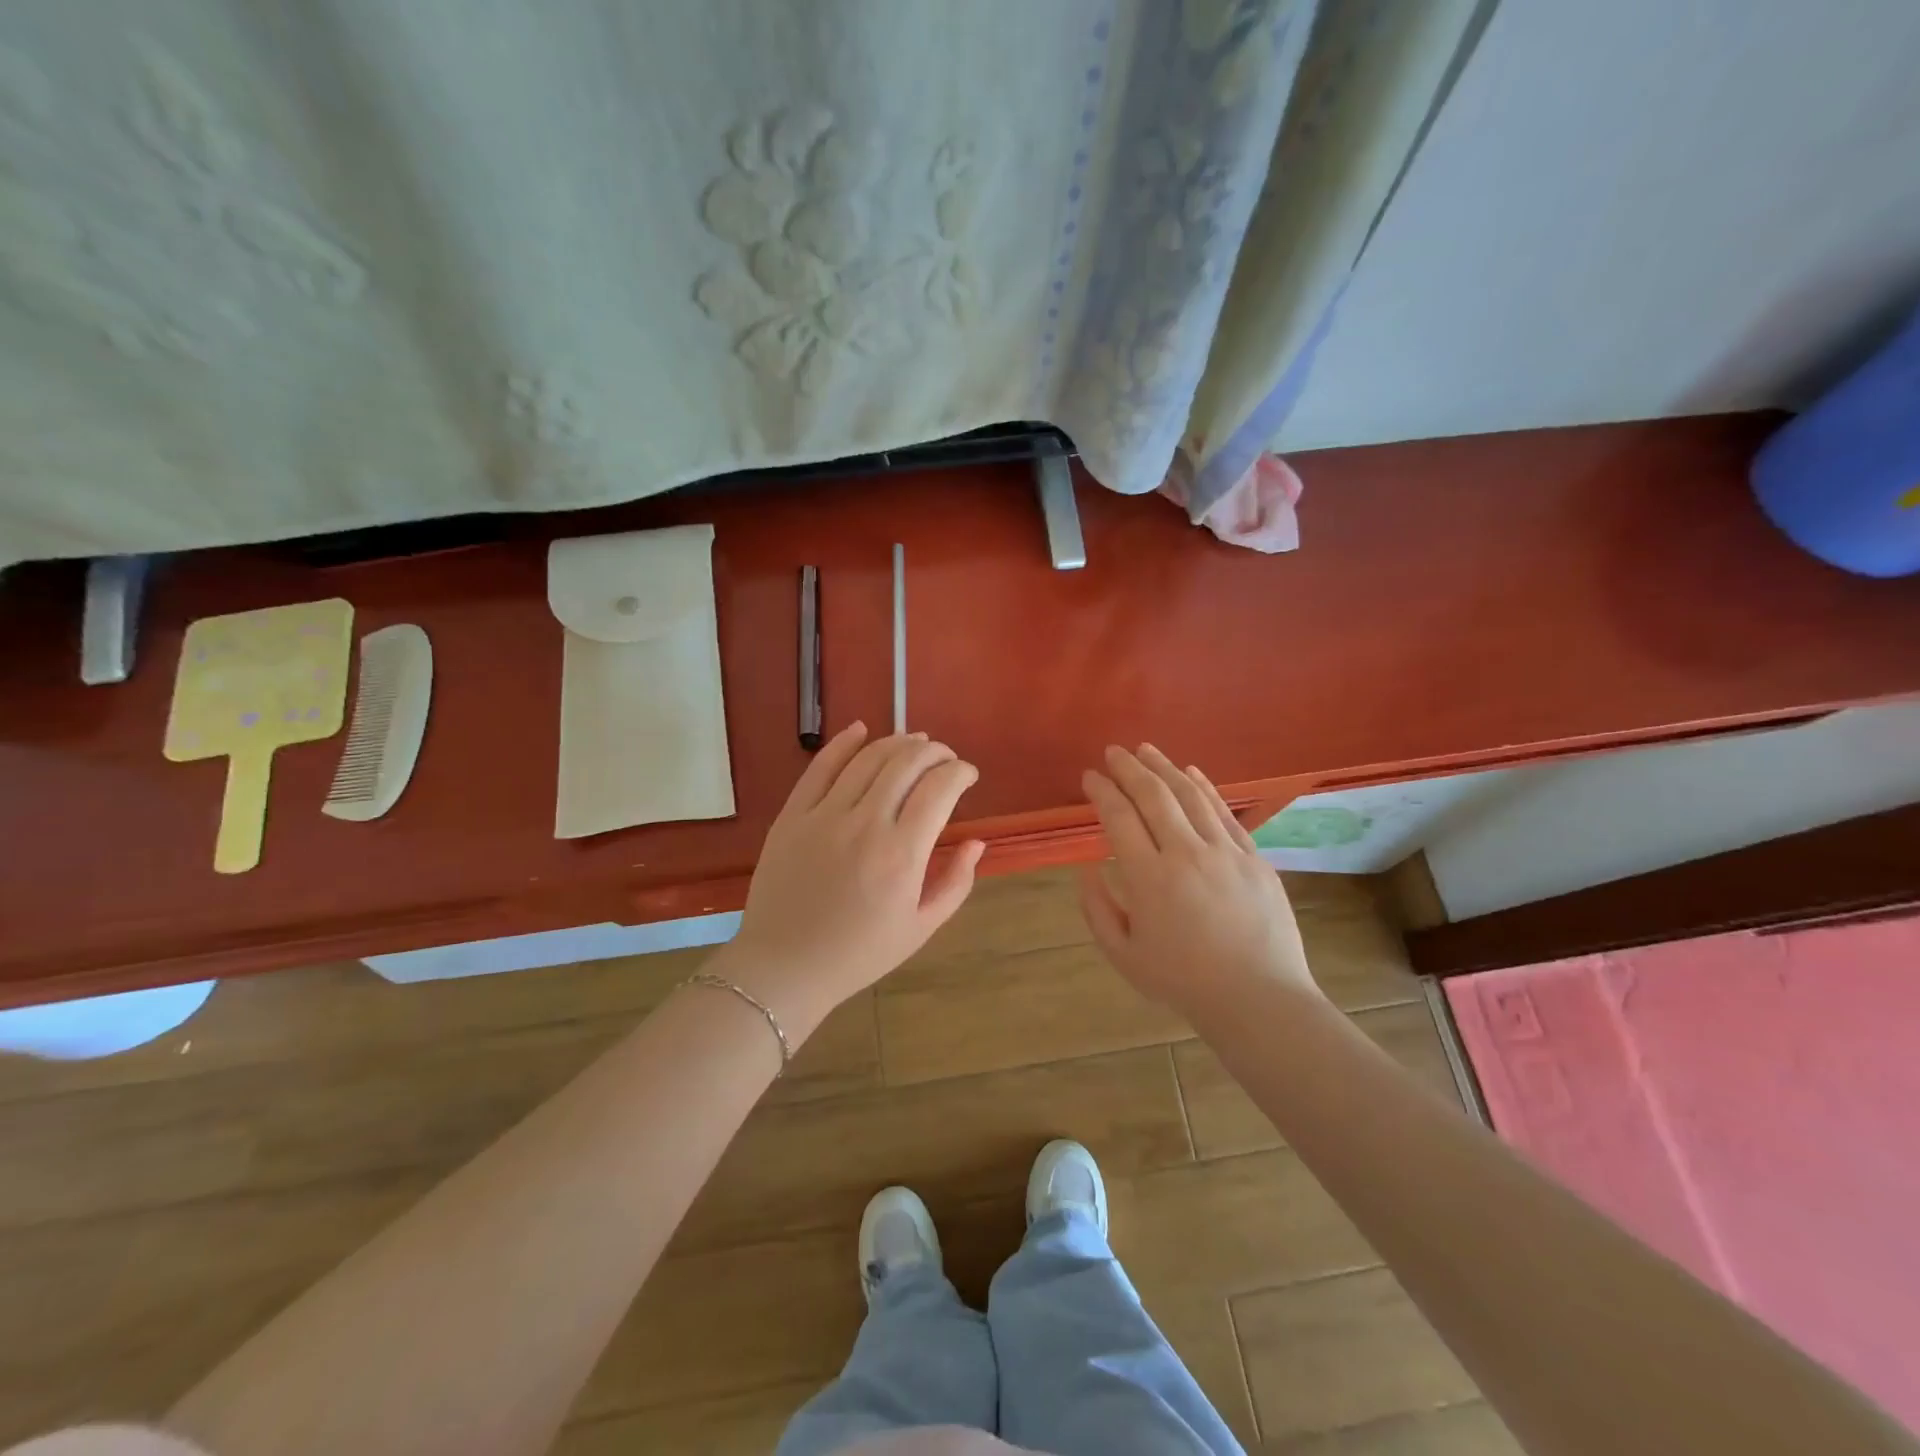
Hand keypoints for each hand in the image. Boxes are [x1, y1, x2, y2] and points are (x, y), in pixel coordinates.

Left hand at [714, 723, 983, 1038]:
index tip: (968, 776)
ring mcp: (824, 815)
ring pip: (868, 758)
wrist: (785, 966)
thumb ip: (955, 882)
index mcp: (901, 855)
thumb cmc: (859, 953)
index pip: (940, 788)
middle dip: (935, 751)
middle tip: (945, 758)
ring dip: (898, 742)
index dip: (961, 772)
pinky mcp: (793, 815)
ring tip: (914, 743)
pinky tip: (861, 729)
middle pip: (906, 763)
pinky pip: (820, 767)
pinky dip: (844, 742)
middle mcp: (865, 824)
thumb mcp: (921, 928)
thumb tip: (976, 842)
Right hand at [1080, 745, 1318, 1024]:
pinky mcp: (1253, 857)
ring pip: (1190, 795)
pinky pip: (1224, 812)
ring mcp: (1224, 852)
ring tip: (1145, 750)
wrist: (1258, 999)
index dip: (1101, 791)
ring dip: (1164, 767)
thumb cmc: (1183, 981)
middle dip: (1129, 768)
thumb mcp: (1123, 955)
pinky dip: (1204, 787)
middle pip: (1153, 795)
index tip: (1089, 776)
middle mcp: (1185, 853)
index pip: (1119, 817)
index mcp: (1149, 878)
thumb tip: (1086, 868)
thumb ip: (1097, 909)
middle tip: (1113, 752)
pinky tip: (1190, 772)